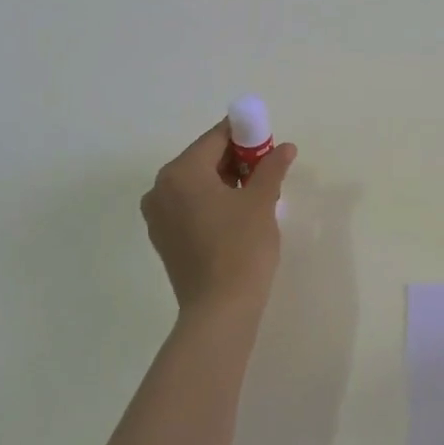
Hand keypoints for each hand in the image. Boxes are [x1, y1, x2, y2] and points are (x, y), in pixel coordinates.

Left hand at [140, 119, 296, 312]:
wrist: (220, 309)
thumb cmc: (241, 247)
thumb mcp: (261, 201)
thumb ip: (271, 168)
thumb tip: (285, 148)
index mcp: (181, 171)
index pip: (216, 138)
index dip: (246, 135)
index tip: (269, 144)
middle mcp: (161, 188)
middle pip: (204, 159)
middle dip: (237, 160)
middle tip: (268, 172)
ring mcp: (158, 215)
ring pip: (196, 184)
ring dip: (225, 181)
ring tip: (257, 195)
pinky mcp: (163, 238)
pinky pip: (189, 206)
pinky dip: (211, 202)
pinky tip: (237, 216)